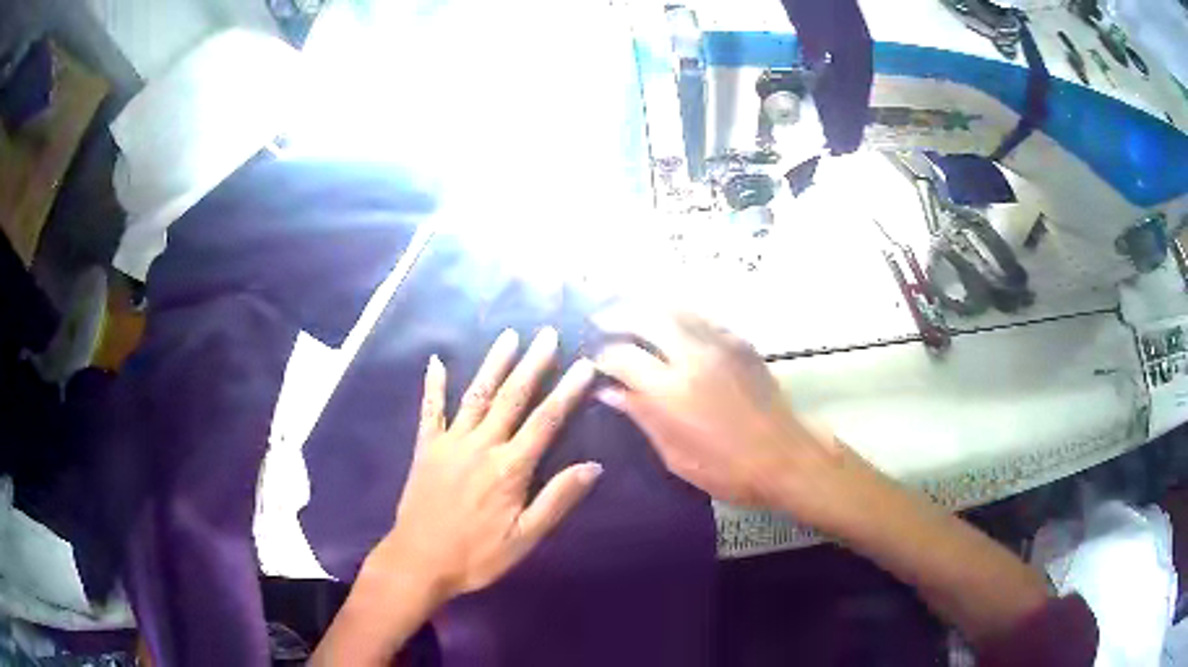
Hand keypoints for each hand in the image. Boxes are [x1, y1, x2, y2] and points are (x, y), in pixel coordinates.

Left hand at [366, 328, 602, 603]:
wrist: (419, 560)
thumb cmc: (477, 555)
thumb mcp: (524, 538)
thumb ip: (557, 500)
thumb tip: (592, 466)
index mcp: (509, 468)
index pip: (546, 421)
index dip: (567, 391)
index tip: (584, 365)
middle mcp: (481, 445)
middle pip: (512, 398)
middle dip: (533, 364)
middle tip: (548, 334)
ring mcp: (450, 442)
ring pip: (477, 395)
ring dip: (493, 364)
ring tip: (508, 336)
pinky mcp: (427, 448)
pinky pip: (430, 410)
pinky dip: (434, 385)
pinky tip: (437, 362)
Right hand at [594, 311, 864, 524]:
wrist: (785, 456)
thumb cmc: (727, 469)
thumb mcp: (675, 456)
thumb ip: (642, 416)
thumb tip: (609, 392)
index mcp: (671, 391)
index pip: (623, 357)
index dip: (602, 356)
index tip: (593, 360)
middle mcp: (692, 357)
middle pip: (645, 318)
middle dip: (617, 316)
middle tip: (600, 322)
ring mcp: (719, 344)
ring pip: (674, 308)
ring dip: (646, 307)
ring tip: (629, 313)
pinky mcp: (740, 342)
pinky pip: (702, 316)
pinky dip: (678, 314)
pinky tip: (670, 322)